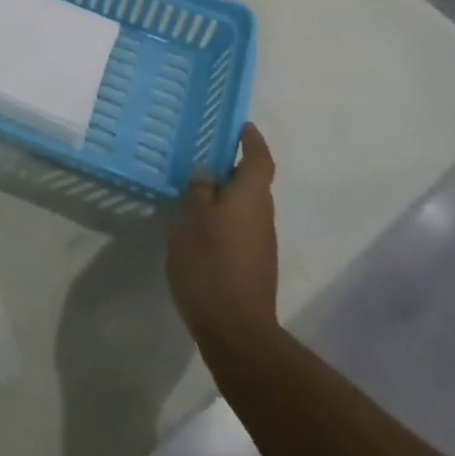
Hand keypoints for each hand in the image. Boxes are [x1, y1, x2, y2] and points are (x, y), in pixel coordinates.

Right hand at [167, 124, 278, 344]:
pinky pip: (240, 228)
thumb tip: (206, 174)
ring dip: (226, 196)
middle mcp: (263, 214)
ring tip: (194, 193)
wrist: (236, 330)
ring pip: (245, 206)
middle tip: (202, 158)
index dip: (251, 140)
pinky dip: (224, 220)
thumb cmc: (210, 263)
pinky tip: (200, 229)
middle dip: (232, 168)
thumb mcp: (191, 219)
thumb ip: (198, 191)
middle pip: (253, 182)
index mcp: (251, 196)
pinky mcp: (255, 264)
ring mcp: (262, 242)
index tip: (241, 126)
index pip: (258, 158)